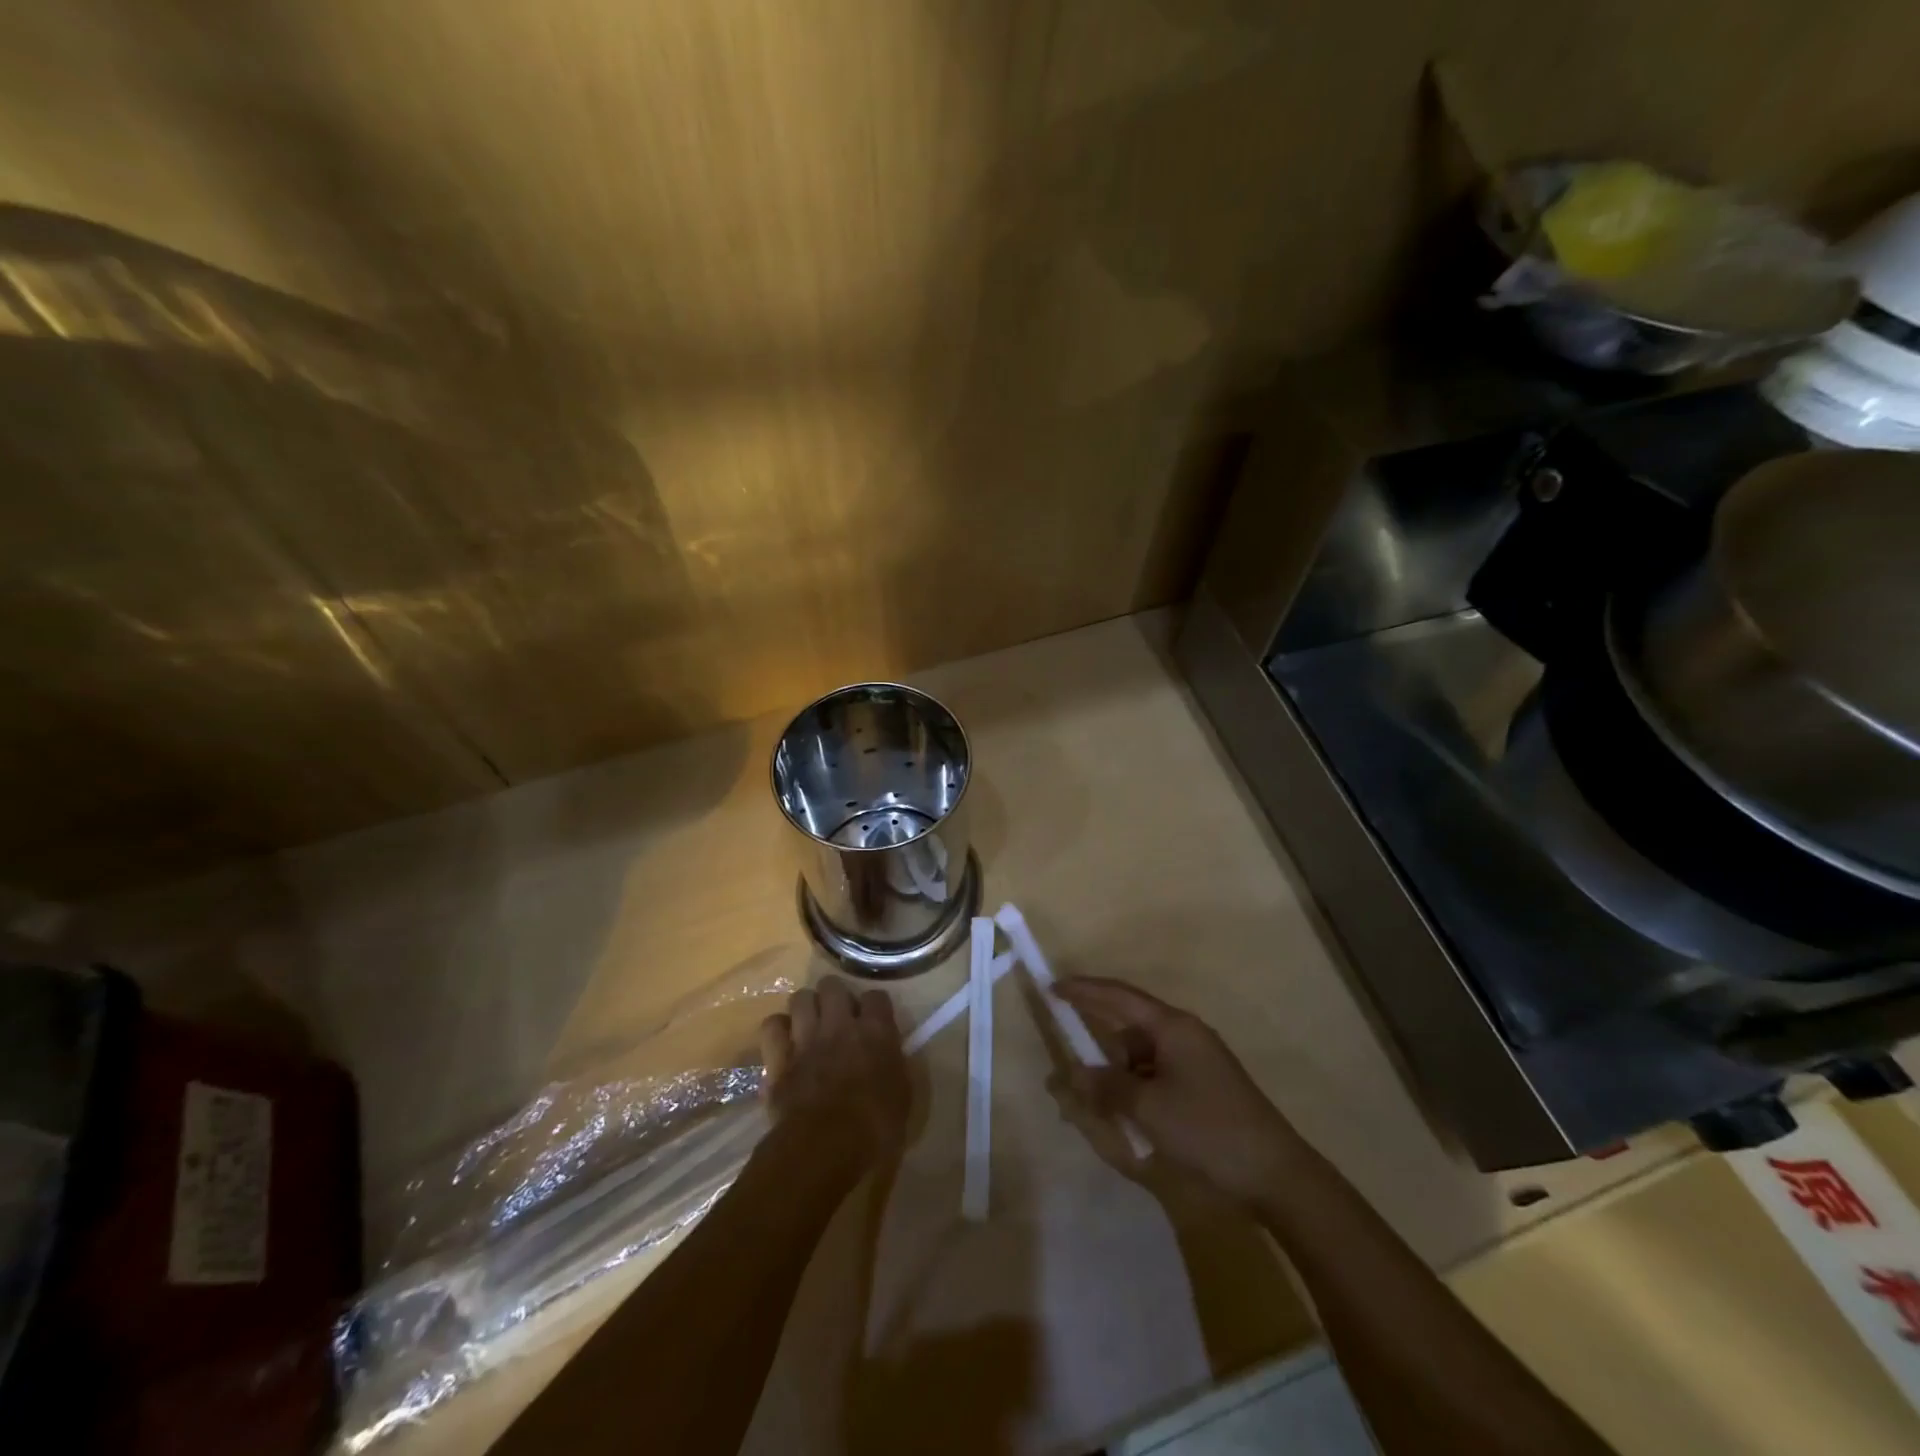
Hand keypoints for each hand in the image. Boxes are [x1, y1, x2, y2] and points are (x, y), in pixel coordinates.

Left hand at [759, 977, 910, 1172]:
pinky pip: (772, 1026)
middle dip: (835, 996)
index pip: (876, 997)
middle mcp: (840, 1024)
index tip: (874, 1022)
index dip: (874, 1007)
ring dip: (806, 1008)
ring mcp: (806, 1037)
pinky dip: (778, 1030)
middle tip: (838, 1017)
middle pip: (833, 985)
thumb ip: (894, 1066)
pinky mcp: (778, 1057)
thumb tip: (888, 1057)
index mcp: (876, 1032)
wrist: (825, 1147)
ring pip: (800, 998)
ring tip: (810, 1025)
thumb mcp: (902, 1096)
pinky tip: (784, 1042)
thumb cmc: (874, 1128)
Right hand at [1054, 976, 1302, 1206]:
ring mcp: (1197, 1061)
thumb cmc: (1207, 1129)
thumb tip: (1073, 1072)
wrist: (1275, 1174)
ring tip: (1098, 1111)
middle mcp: (1184, 1034)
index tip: (1053, 989)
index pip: (1119, 996)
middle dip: (1099, 1052)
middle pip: (1128, 1031)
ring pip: (1142, 1059)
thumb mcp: (1148, 1107)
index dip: (1084, 990)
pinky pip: (1157, 1078)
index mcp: (1172, 1026)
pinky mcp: (1204, 1087)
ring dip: (1118, 1079)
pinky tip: (1127, 1120)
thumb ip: (1106, 1086)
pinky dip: (1137, 1092)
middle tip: (1072, 1076)